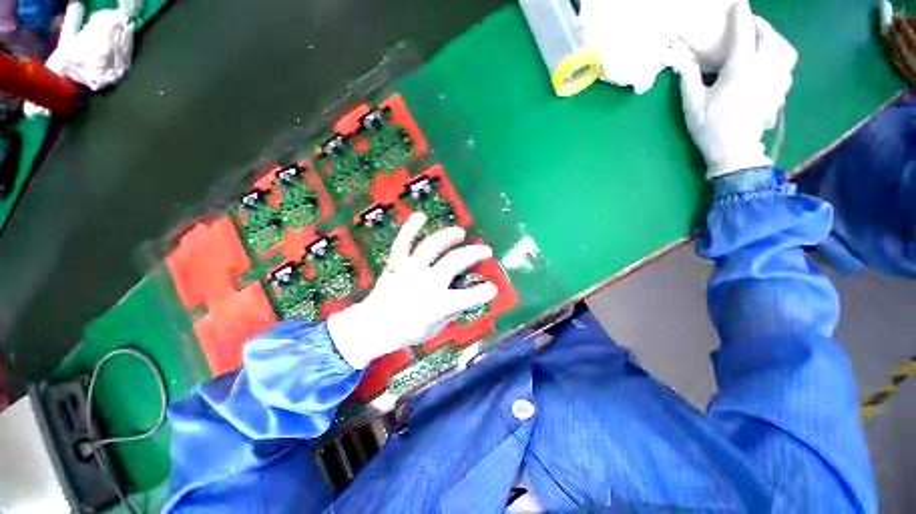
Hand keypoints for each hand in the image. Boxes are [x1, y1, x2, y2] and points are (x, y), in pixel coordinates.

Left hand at [327, 213, 497, 368]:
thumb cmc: (406, 331)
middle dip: (474, 254)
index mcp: (437, 305)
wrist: (372, 327)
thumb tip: (465, 299)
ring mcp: (410, 270)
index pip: (468, 297)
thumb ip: (451, 312)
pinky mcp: (396, 263)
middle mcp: (426, 283)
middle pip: (454, 262)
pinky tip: (421, 216)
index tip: (493, 288)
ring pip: (432, 247)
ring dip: (448, 236)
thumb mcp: (434, 329)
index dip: (484, 292)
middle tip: (486, 251)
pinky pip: (404, 242)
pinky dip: (411, 228)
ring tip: (460, 232)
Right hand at [672, 1, 796, 178]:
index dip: (741, 14)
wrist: (734, 151)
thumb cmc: (711, 126)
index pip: (743, 31)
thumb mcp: (693, 103)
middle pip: (769, 36)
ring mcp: (776, 80)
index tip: (738, 3)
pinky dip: (781, 59)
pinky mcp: (780, 93)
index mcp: (741, 67)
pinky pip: (787, 68)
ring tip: (767, 39)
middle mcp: (764, 67)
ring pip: (786, 50)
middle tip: (751, 22)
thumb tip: (680, 59)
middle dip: (760, 24)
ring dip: (777, 39)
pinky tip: (773, 62)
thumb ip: (688, 78)